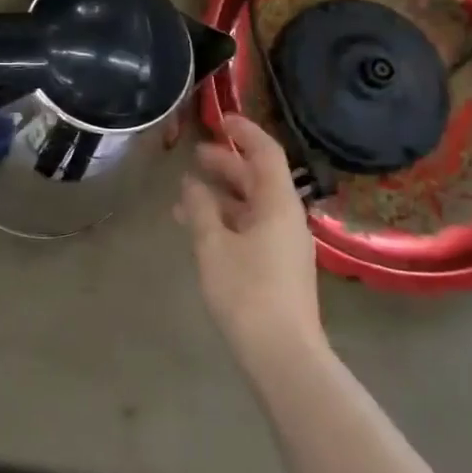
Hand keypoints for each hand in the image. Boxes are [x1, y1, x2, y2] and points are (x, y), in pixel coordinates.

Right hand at [177, 114, 325, 374]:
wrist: (282, 352)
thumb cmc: (246, 291)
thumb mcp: (213, 245)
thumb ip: (200, 209)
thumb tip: (191, 184)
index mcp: (278, 205)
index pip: (266, 154)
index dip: (245, 132)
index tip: (221, 119)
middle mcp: (286, 218)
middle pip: (258, 179)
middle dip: (227, 164)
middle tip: (195, 155)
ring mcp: (283, 244)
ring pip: (252, 206)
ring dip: (222, 195)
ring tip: (186, 193)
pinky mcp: (277, 265)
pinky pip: (250, 228)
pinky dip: (226, 219)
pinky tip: (199, 227)